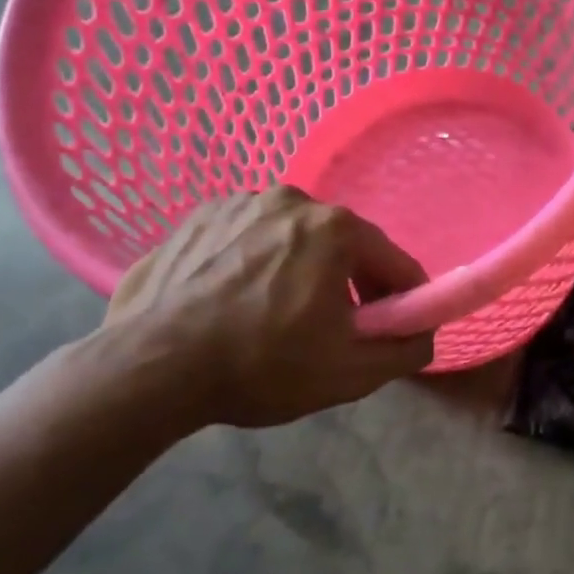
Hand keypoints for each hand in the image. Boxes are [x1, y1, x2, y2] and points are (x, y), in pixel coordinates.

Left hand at [99, 187, 433, 432]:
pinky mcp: (197, 217)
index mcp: (336, 229)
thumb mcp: (350, 373)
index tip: (396, 328)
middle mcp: (292, 200)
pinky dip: (256, 263)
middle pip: (344, 246)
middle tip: (335, 329)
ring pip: (293, 240)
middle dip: (350, 284)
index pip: (394, 262)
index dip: (404, 298)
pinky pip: (248, 238)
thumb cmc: (260, 366)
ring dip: (301, 270)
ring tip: (276, 316)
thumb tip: (424, 334)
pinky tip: (236, 300)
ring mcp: (238, 203)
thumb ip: (405, 350)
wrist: (149, 369)